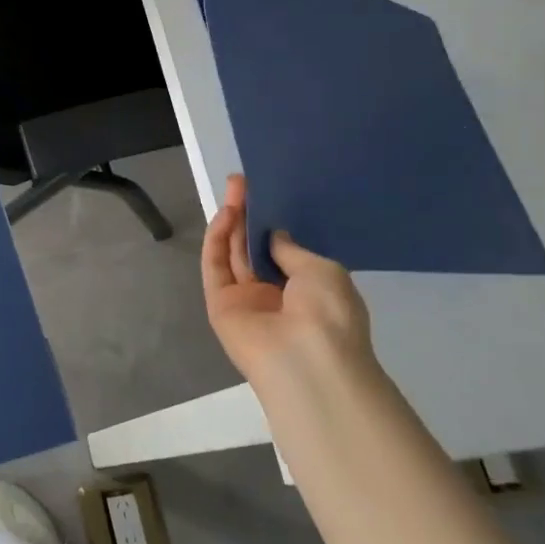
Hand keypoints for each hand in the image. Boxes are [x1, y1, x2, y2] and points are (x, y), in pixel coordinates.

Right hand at [200, 175, 371, 390]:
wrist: (307, 359)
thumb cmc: (328, 313)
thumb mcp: (322, 270)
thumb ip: (291, 249)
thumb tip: (275, 235)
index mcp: (304, 290)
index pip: (280, 252)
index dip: (269, 223)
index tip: (263, 195)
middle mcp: (273, 294)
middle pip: (252, 248)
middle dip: (246, 216)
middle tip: (240, 184)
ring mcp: (244, 300)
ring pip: (232, 254)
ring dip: (231, 222)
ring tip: (232, 190)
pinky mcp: (219, 304)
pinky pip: (216, 267)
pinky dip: (217, 241)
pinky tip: (225, 216)